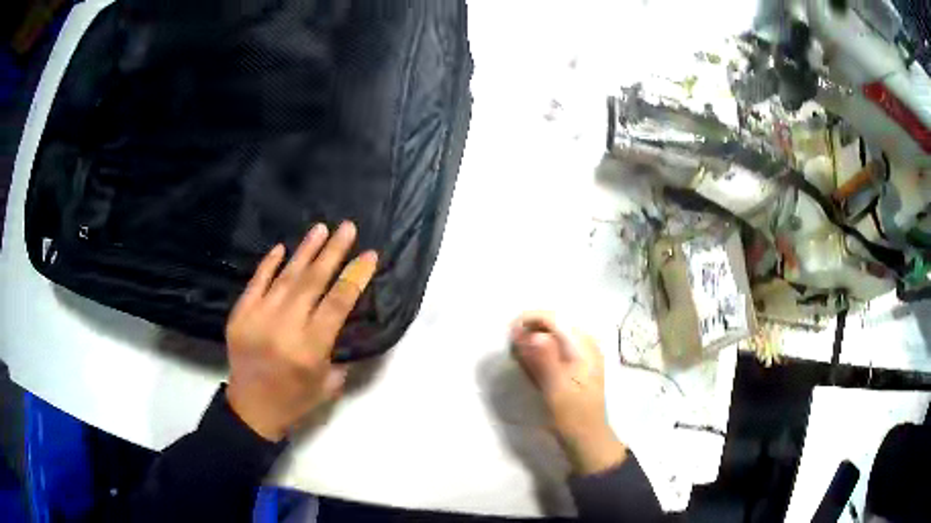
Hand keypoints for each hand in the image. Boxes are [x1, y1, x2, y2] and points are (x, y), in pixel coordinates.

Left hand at [225, 222, 377, 441]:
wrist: (251, 410)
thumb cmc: (296, 401)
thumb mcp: (329, 384)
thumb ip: (340, 349)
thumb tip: (346, 316)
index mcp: (310, 349)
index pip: (338, 303)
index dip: (355, 276)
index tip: (369, 255)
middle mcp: (285, 328)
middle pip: (313, 282)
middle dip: (333, 252)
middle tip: (348, 227)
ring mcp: (258, 318)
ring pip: (286, 277)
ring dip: (305, 251)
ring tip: (321, 228)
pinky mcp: (240, 315)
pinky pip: (256, 283)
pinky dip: (269, 264)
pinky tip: (282, 247)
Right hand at [511, 312, 627, 474]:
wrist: (587, 438)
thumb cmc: (573, 415)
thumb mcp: (557, 388)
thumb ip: (544, 359)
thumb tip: (531, 333)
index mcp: (584, 347)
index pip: (556, 318)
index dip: (531, 319)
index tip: (510, 333)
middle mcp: (585, 345)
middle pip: (555, 324)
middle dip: (531, 329)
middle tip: (513, 347)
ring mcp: (581, 355)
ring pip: (553, 336)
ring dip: (533, 340)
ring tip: (519, 355)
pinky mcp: (575, 366)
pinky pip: (555, 348)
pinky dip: (540, 352)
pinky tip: (531, 364)